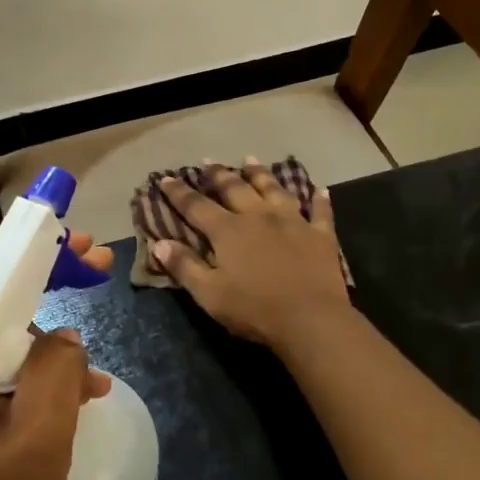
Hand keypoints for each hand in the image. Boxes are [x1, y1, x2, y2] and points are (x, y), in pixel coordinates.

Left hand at [0, 232, 113, 479]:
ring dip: (52, 337)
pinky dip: (43, 369)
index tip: (73, 236)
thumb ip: (56, 367)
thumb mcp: (43, 432)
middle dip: (46, 280)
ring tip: (95, 363)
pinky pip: (6, 365)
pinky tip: (84, 389)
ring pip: (4, 333)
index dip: (28, 252)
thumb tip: (63, 335)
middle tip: (96, 261)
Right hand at [152, 160, 351, 351]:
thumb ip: (184, 267)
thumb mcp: (209, 294)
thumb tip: (159, 243)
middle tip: (208, 161)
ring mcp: (293, 222)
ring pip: (274, 189)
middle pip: (235, 189)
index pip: (196, 206)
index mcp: (228, 231)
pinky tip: (319, 190)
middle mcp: (259, 217)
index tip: (166, 178)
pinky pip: (320, 211)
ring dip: (261, 174)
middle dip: (218, 175)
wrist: (310, 319)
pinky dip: (318, 199)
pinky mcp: (321, 235)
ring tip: (250, 160)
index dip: (179, 192)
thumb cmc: (254, 310)